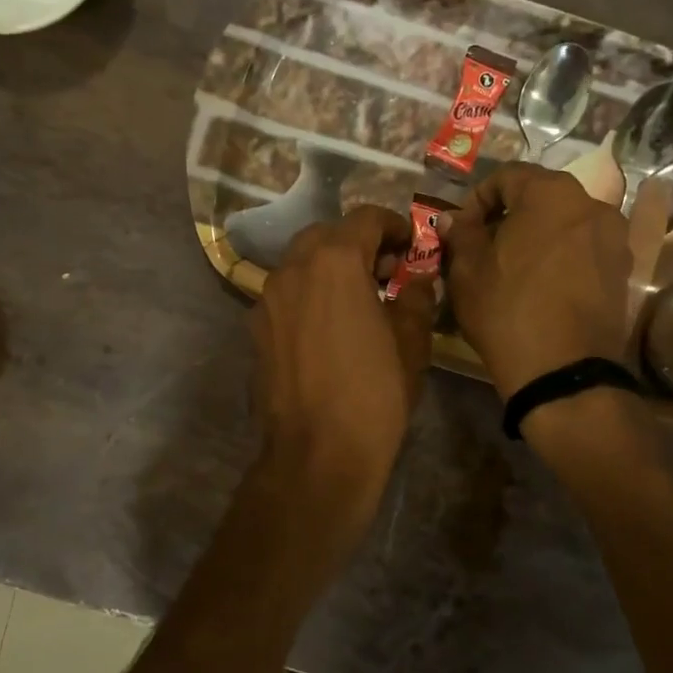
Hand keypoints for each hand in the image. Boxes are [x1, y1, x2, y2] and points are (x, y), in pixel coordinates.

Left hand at [251, 204, 435, 520]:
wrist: (317, 454)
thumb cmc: (374, 394)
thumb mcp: (411, 342)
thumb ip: (415, 298)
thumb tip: (415, 282)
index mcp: (335, 262)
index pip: (365, 218)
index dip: (394, 226)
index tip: (410, 247)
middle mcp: (294, 269)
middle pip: (327, 235)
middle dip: (358, 244)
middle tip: (385, 273)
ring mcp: (268, 299)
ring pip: (301, 263)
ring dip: (330, 268)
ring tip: (358, 300)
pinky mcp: (256, 329)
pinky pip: (286, 294)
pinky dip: (310, 294)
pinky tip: (329, 328)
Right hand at [439, 164, 630, 397]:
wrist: (563, 372)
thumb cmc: (507, 310)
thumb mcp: (468, 271)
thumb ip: (461, 234)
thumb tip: (453, 219)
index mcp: (551, 193)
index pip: (507, 176)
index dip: (478, 199)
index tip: (462, 230)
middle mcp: (591, 204)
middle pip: (541, 197)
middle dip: (510, 215)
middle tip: (485, 247)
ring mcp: (614, 238)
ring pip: (565, 223)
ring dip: (538, 235)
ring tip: (514, 268)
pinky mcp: (623, 270)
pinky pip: (585, 249)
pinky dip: (562, 256)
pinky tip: (543, 286)